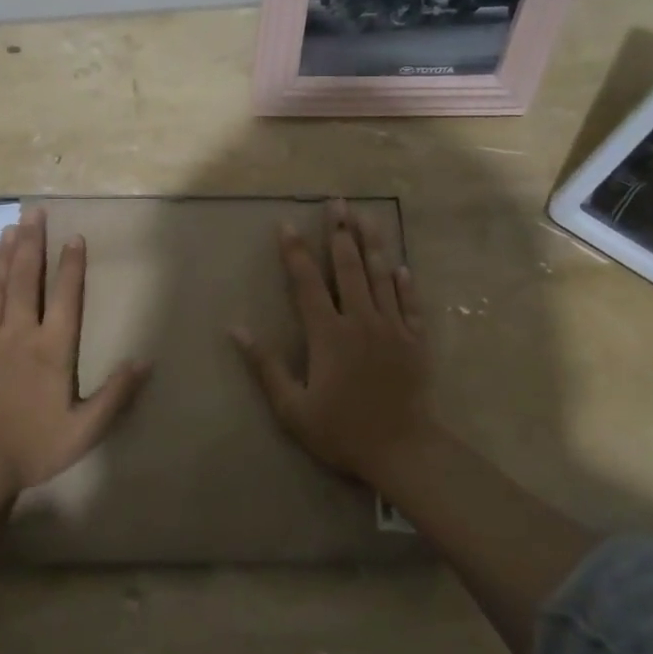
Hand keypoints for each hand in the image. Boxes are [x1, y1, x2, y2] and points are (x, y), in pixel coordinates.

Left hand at [0, 209, 149, 495]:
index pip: (66, 295)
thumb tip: (145, 361)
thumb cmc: (35, 446)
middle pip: (27, 279)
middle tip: (34, 212)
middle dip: (32, 243)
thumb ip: (116, 394)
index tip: (73, 236)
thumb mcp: (86, 428)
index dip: (71, 264)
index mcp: (53, 348)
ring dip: (3, 256)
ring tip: (9, 228)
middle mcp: (20, 333)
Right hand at [231, 199, 434, 486]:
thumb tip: (236, 328)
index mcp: (328, 333)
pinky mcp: (416, 341)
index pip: (307, 282)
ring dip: (373, 243)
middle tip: (337, 201)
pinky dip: (405, 283)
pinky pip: (410, 303)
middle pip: (349, 267)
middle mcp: (360, 320)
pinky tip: (401, 265)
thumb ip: (265, 365)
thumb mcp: (292, 407)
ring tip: (367, 215)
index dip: (295, 251)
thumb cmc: (342, 431)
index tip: (286, 224)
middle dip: (340, 232)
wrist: (404, 451)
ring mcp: (392, 328)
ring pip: (381, 276)